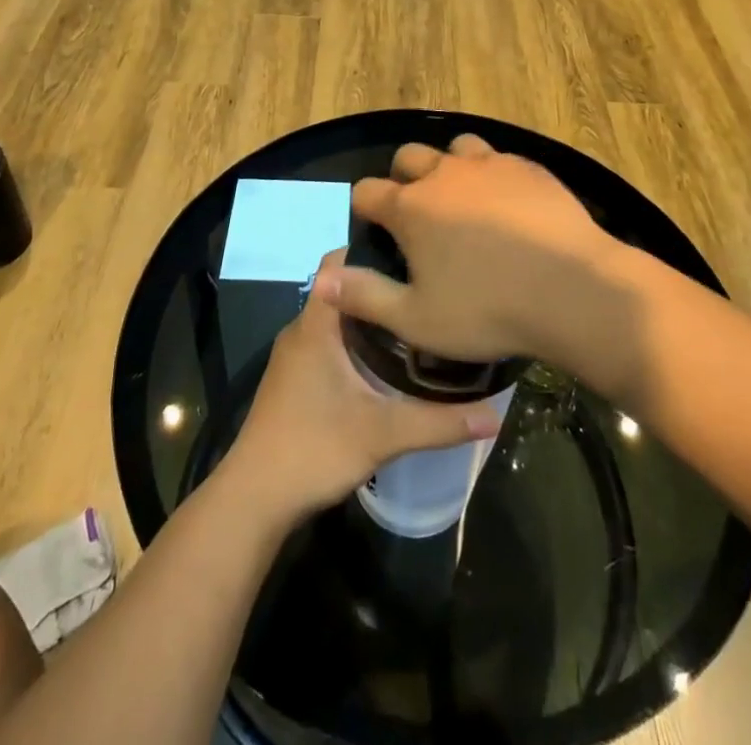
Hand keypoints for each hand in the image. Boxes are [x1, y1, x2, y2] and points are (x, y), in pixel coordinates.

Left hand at [223, 251, 501, 524]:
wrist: (254, 500)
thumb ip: (439, 421)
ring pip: (338, 319)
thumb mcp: (383, 434)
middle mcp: (302, 329)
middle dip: (382, 286)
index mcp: (316, 323)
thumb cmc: (313, 449)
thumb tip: (496, 413)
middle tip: (428, 290)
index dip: (373, 249)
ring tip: (418, 319)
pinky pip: (330, 343)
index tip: (415, 253)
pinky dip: (358, 342)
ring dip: (371, 318)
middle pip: (343, 290)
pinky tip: (389, 362)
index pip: (339, 262)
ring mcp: (296, 356)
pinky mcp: (296, 379)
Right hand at [314, 134, 635, 368]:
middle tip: (417, 213)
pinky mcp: (529, 167)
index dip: (364, 207)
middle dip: (403, 177)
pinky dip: (492, 174)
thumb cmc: (488, 310)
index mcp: (412, 207)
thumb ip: (364, 296)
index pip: (367, 191)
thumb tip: (321, 280)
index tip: (372, 226)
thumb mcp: (417, 318)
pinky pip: (499, 158)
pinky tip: (508, 203)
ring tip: (462, 199)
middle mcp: (445, 174)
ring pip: (456, 148)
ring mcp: (490, 164)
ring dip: (450, 167)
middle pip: (409, 156)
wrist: (573, 290)